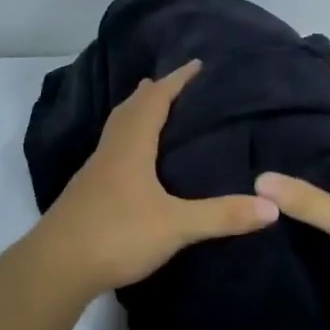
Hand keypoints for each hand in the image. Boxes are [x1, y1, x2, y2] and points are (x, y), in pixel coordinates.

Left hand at [23, 60, 278, 297]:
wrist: (57, 266)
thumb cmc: (117, 233)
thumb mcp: (176, 226)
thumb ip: (222, 215)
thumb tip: (272, 206)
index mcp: (131, 145)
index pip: (155, 99)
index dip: (176, 80)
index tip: (196, 64)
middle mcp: (111, 149)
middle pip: (131, 108)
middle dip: (153, 92)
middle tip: (175, 83)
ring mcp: (95, 170)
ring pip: (118, 128)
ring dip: (137, 113)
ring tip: (155, 112)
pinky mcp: (87, 191)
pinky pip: (112, 149)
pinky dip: (128, 139)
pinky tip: (134, 160)